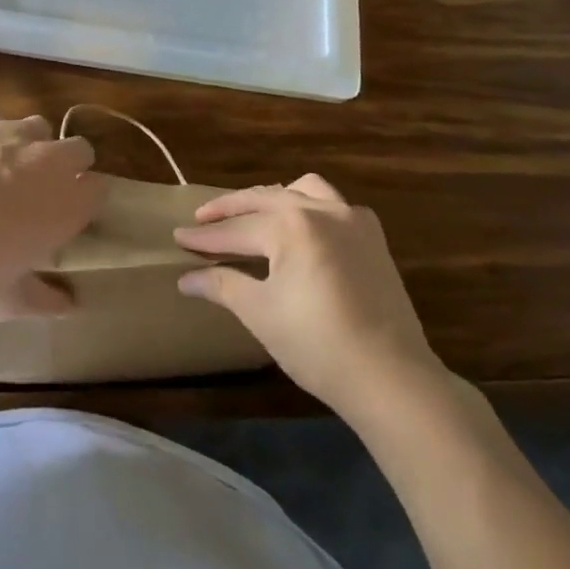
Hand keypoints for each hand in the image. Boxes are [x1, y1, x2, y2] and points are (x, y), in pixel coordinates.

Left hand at [0, 111, 102, 319]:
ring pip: (38, 128)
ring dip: (31, 146)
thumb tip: (70, 304)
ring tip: (2, 171)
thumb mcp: (8, 301)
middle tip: (41, 193)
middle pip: (79, 150)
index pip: (100, 189)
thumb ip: (46, 300)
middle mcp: (49, 159)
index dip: (86, 202)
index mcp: (67, 202)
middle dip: (68, 166)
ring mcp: (12, 132)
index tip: (69, 218)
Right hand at [174, 175, 446, 418]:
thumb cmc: (318, 346)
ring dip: (272, 198)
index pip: (236, 229)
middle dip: (230, 210)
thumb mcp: (261, 313)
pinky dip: (308, 206)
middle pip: (264, 200)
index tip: (177, 238)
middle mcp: (321, 210)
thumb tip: (186, 278)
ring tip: (252, 215)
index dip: (204, 237)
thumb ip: (222, 284)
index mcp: (291, 225)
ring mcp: (352, 219)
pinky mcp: (373, 237)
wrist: (392, 378)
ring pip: (302, 190)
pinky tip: (301, 229)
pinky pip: (332, 205)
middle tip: (202, 220)